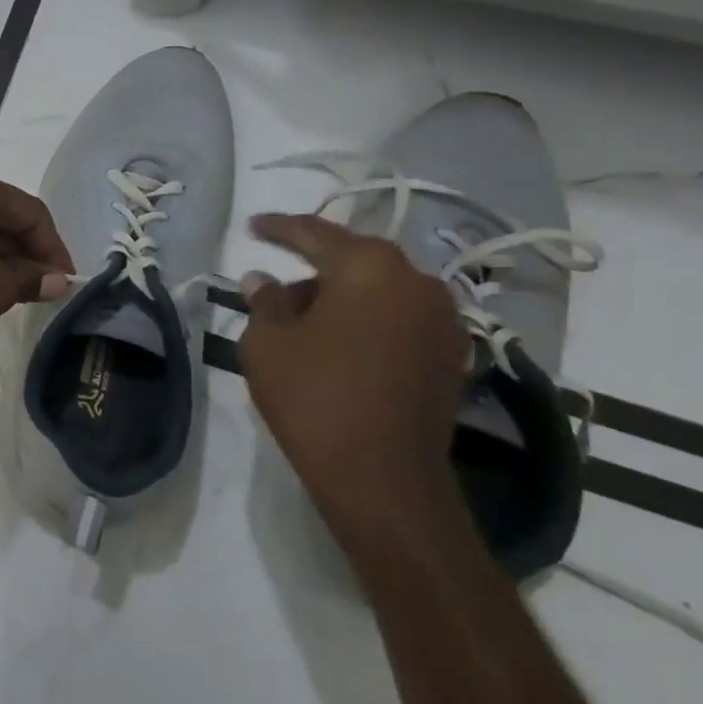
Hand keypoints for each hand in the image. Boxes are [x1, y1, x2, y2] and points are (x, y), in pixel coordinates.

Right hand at [237, 214, 472, 564]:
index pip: (316, 233)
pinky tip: (339, 345)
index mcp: (369, 268)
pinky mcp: (450, 355)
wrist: (382, 477)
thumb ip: (265, 302)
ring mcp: (442, 319)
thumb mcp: (268, 344)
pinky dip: (367, 321)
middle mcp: (416, 282)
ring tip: (303, 322)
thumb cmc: (314, 397)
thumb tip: (263, 281)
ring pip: (379, 290)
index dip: (279, 228)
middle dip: (313, 268)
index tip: (253, 226)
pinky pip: (398, 319)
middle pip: (355, 261)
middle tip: (276, 286)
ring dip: (341, 297)